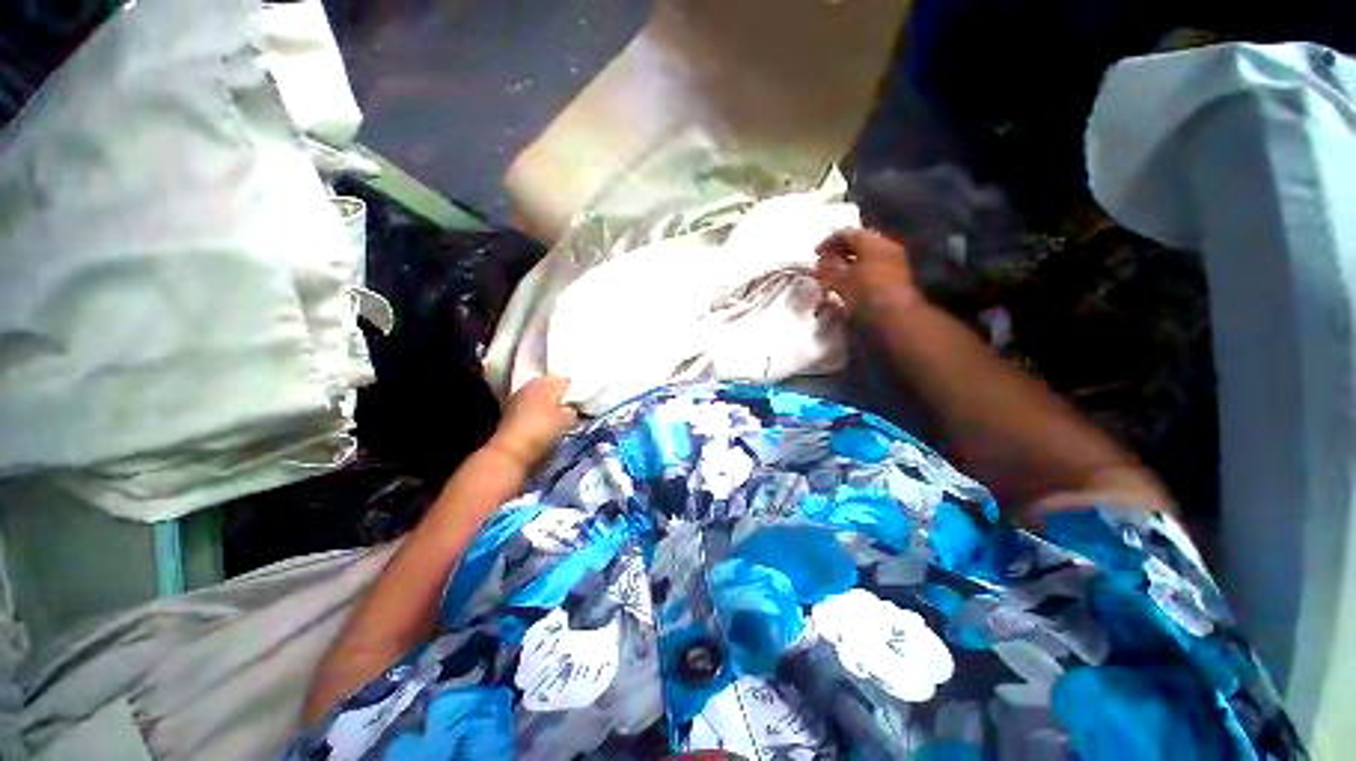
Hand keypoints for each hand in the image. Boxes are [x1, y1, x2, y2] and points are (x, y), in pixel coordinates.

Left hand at [487, 376, 577, 468]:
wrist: (510, 454)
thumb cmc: (542, 431)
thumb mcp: (568, 419)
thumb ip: (572, 409)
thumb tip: (570, 408)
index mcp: (544, 382)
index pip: (563, 379)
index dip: (572, 390)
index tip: (579, 402)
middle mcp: (528, 387)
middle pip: (548, 388)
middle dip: (558, 398)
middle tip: (570, 410)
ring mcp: (516, 401)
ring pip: (538, 400)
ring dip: (547, 408)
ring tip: (558, 421)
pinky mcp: (508, 417)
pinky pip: (529, 411)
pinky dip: (537, 417)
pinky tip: (544, 428)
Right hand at [814, 228, 924, 323]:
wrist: (896, 313)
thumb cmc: (865, 292)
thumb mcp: (840, 281)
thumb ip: (826, 271)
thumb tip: (815, 267)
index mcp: (871, 240)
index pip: (846, 233)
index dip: (828, 242)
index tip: (816, 254)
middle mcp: (885, 244)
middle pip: (858, 242)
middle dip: (840, 252)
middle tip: (826, 263)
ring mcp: (895, 258)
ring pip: (868, 254)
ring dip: (851, 262)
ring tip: (836, 274)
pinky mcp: (899, 274)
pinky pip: (875, 265)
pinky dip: (861, 270)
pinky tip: (852, 282)